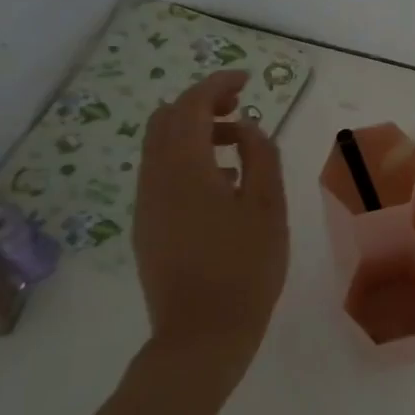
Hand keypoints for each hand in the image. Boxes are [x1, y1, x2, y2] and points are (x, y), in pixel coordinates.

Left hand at [132, 70, 288, 354]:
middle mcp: (155, 179)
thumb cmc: (245, 267)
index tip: (246, 79)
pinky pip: (160, 173)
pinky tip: (221, 183)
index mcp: (185, 168)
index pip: (191, 106)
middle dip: (201, 103)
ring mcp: (146, 204)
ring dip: (194, 132)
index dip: (217, 84)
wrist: (201, 335)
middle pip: (166, 120)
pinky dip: (186, 159)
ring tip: (237, 146)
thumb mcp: (268, 207)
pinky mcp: (146, 226)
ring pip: (159, 147)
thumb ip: (260, 156)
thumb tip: (247, 128)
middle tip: (239, 106)